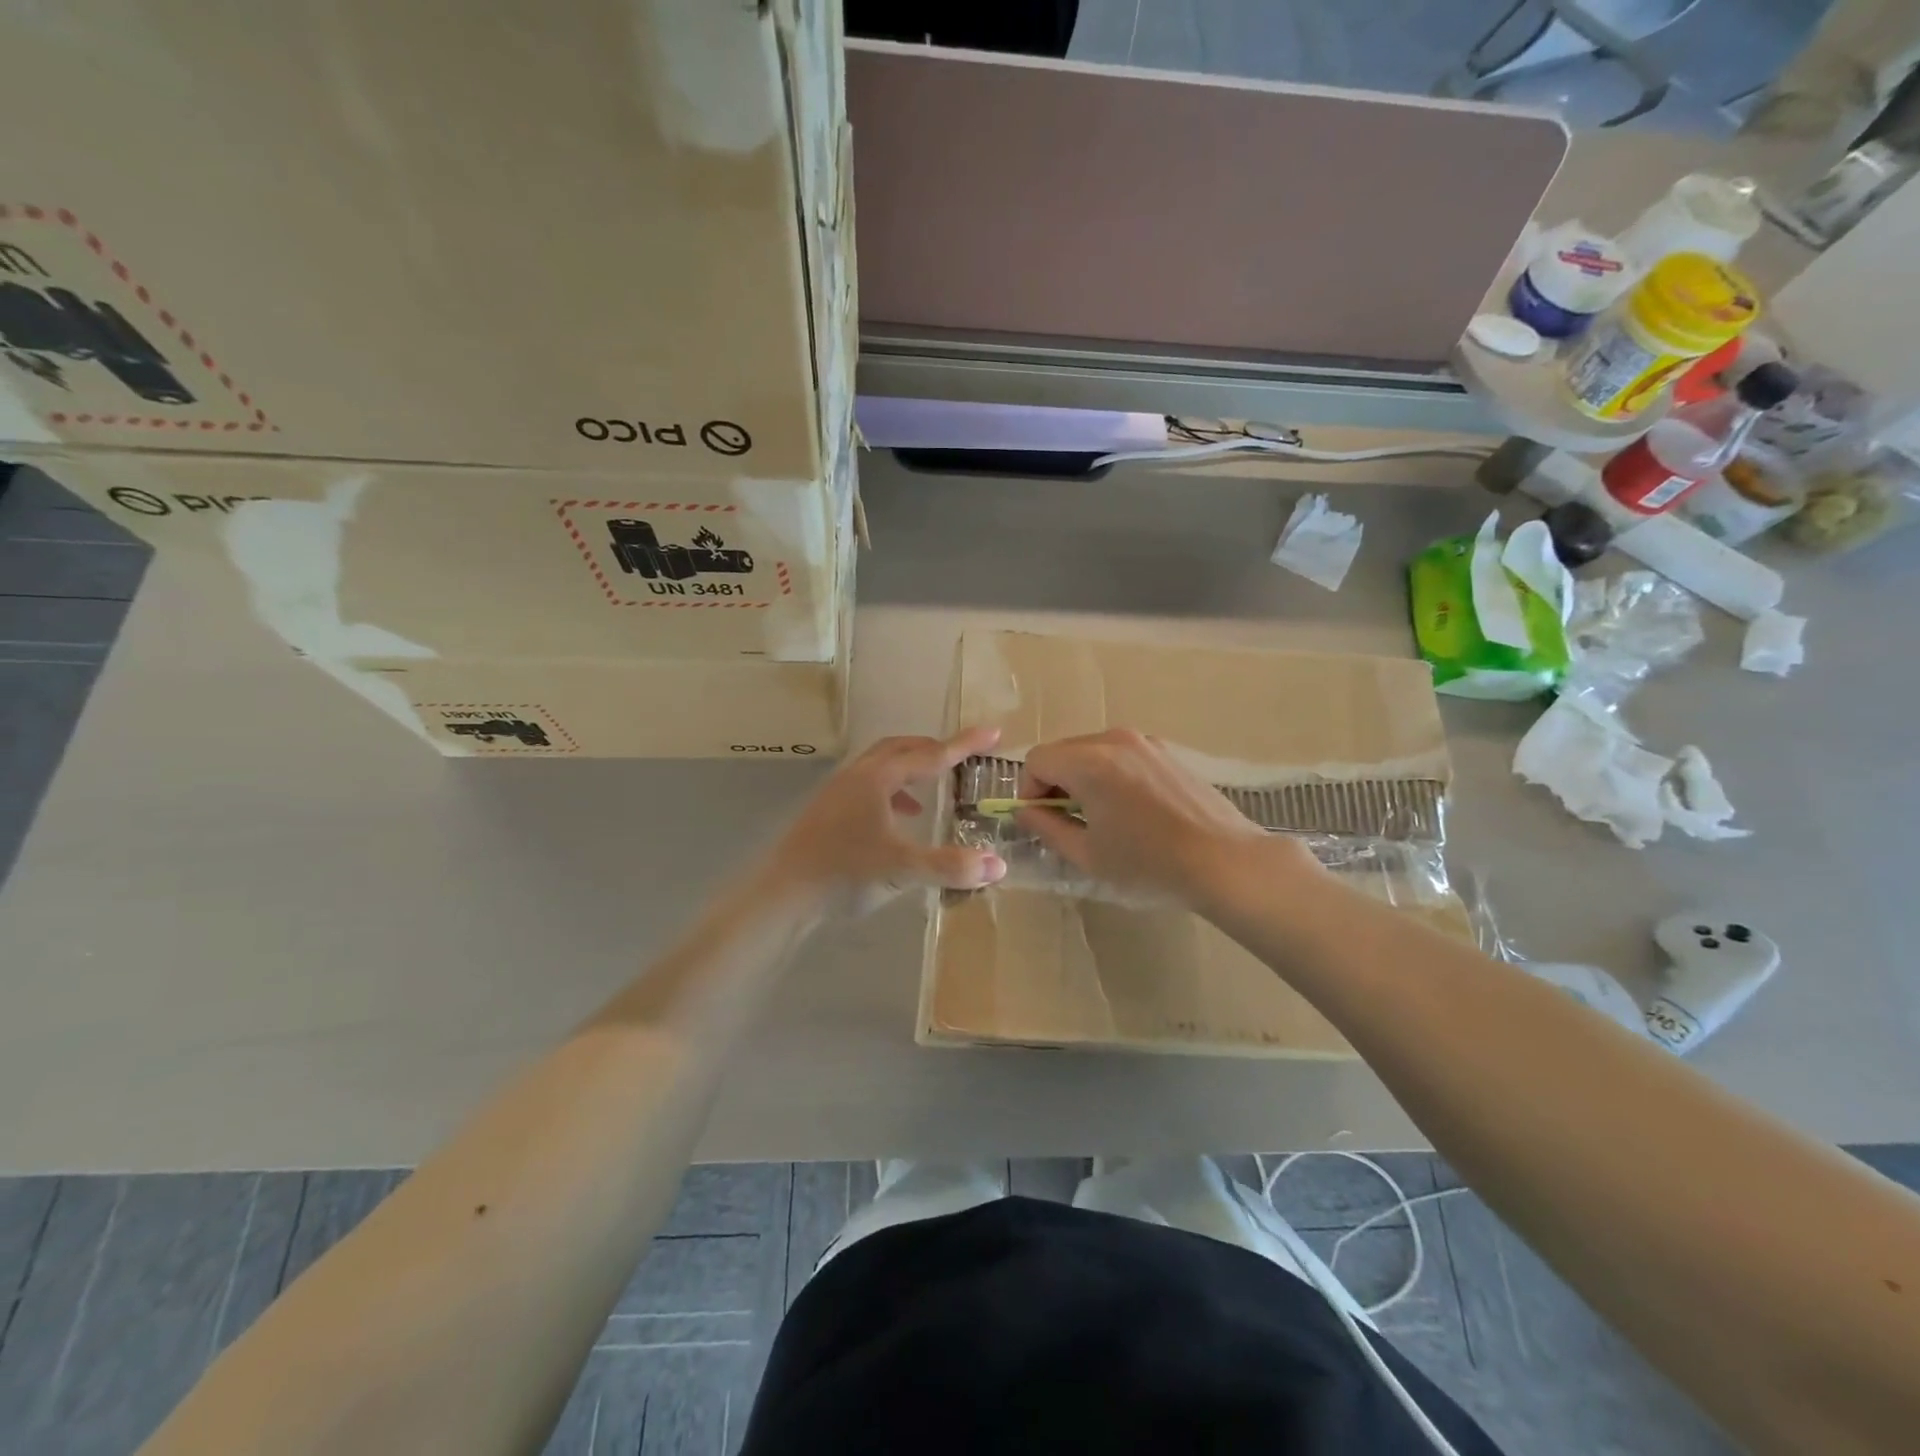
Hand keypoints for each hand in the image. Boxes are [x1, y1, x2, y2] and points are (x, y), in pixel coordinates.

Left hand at [766, 727, 1008, 916]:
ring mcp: (837, 792)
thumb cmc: (844, 873)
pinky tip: (897, 823)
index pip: (931, 755)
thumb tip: (998, 865)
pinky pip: (867, 788)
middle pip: (901, 749)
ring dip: (909, 771)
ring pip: (880, 767)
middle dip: (933, 749)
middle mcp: (857, 775)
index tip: (993, 733)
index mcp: (878, 778)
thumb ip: (952, 866)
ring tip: (929, 794)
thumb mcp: (903, 869)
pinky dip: (890, 794)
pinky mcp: (827, 811)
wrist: (783, 893)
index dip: (964, 745)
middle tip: (960, 757)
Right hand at [1015, 729, 1319, 908]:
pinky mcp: (1167, 752)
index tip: (1041, 821)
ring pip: (1092, 751)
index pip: (1037, 760)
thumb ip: (1046, 828)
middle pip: (1063, 751)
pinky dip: (1111, 775)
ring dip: (1083, 778)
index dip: (1029, 791)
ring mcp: (1145, 742)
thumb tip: (1024, 812)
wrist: (1225, 861)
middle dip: (1054, 783)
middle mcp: (1114, 740)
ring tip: (1100, 817)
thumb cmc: (1149, 863)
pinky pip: (1121, 755)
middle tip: (1066, 822)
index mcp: (1089, 762)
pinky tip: (1131, 810)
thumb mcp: (1087, 854)